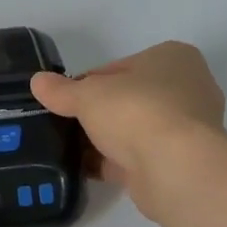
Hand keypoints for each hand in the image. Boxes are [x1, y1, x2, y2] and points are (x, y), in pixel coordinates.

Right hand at [30, 42, 226, 214]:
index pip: (120, 67)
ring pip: (135, 130)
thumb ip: (62, 90)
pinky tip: (85, 169)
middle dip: (99, 113)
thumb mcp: (87, 94)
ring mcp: (187, 129)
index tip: (67, 99)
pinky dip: (114, 162)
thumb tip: (37, 82)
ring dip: (107, 139)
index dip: (88, 82)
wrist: (174, 168)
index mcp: (173, 58)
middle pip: (129, 98)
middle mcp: (188, 88)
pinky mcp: (181, 162)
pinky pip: (139, 157)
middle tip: (67, 124)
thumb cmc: (136, 111)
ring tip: (71, 149)